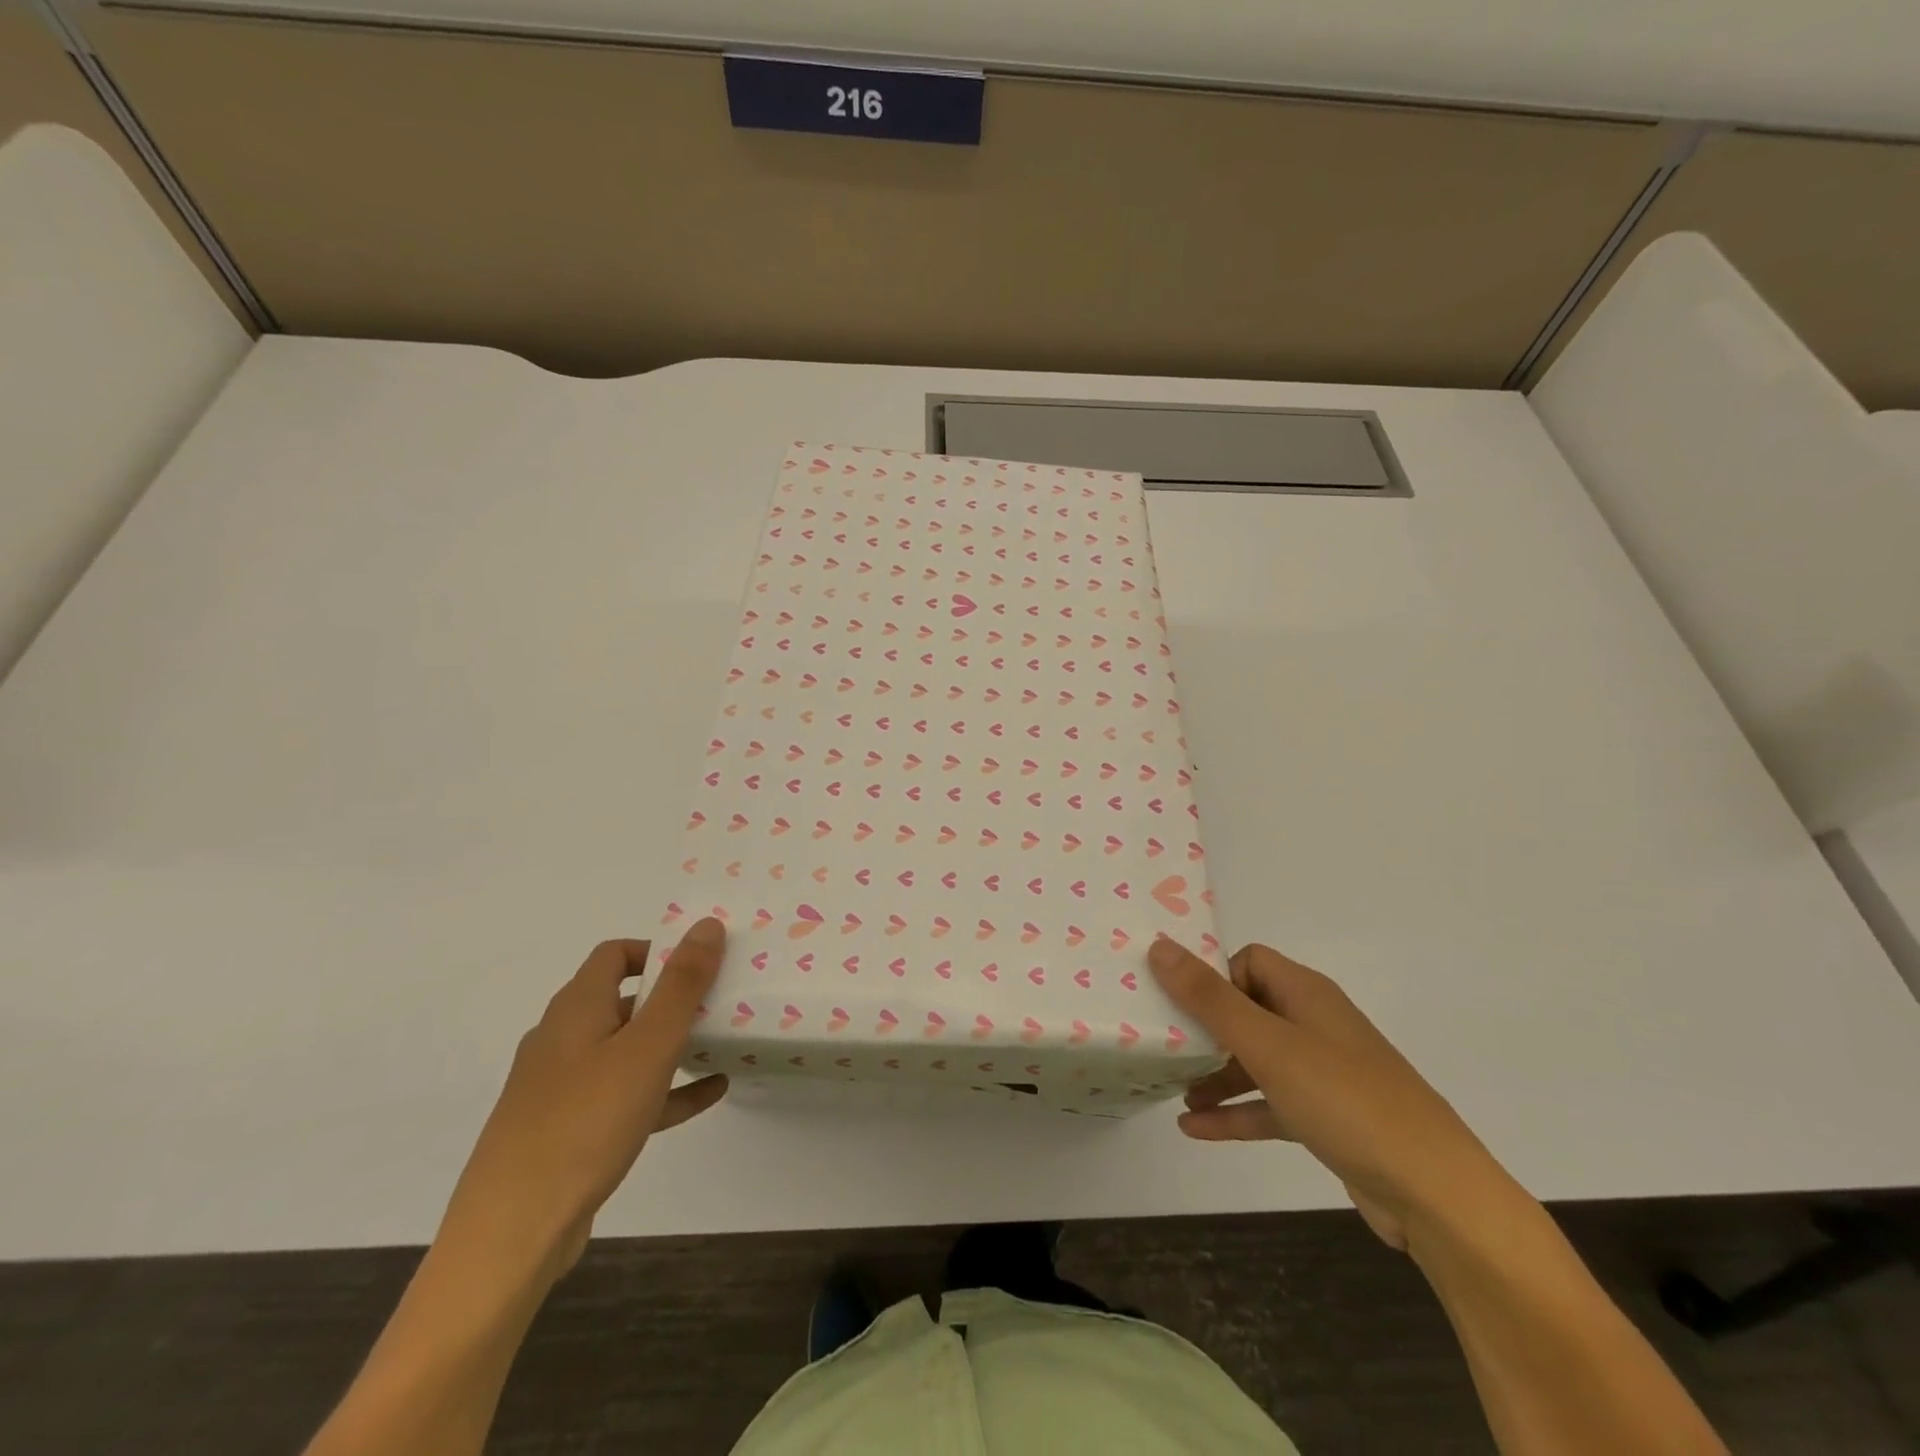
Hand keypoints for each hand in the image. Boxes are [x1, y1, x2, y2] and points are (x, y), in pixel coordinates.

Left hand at [438, 919, 729, 1283]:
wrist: (513, 1233)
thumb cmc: (586, 1122)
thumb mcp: (649, 1046)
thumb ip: (682, 984)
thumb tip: (707, 924)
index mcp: (576, 1009)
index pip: (615, 955)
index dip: (659, 951)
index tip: (701, 965)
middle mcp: (562, 1039)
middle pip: (623, 1001)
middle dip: (672, 999)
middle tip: (720, 1003)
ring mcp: (560, 1088)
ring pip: (625, 1050)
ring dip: (671, 1044)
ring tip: (720, 1045)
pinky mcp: (567, 1130)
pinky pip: (624, 1095)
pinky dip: (664, 1089)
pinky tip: (709, 1094)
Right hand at [1149, 938, 1513, 1251]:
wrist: (1435, 1194)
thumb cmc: (1345, 1100)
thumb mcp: (1268, 1045)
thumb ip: (1209, 998)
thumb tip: (1159, 945)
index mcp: (1306, 994)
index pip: (1249, 961)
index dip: (1214, 976)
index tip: (1178, 1003)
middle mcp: (1315, 1025)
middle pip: (1248, 1009)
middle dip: (1205, 1027)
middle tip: (1163, 1043)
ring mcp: (1323, 1074)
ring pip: (1256, 1060)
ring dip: (1215, 1073)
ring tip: (1172, 1089)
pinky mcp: (1327, 1118)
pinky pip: (1270, 1104)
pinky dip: (1235, 1112)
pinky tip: (1194, 1128)